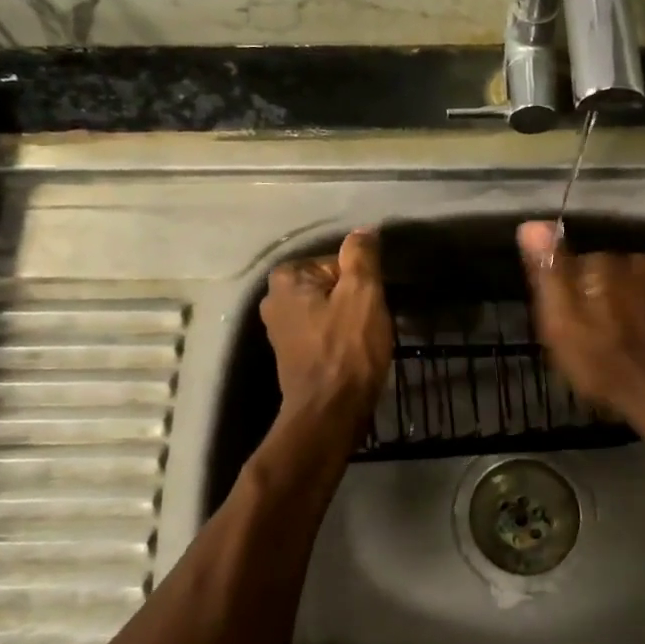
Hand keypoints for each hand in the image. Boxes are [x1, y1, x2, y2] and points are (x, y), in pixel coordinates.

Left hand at [261, 228, 393, 424]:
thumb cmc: (347, 349)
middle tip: (370, 322)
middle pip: (331, 284)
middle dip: (354, 299)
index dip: (361, 280)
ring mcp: (280, 329)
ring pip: (328, 308)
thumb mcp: (362, 293)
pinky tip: (354, 353)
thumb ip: (361, 256)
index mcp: (285, 277)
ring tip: (365, 339)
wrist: (329, 413)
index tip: (370, 304)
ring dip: (349, 319)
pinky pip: (323, 331)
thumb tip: (363, 230)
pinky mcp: (292, 353)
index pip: (336, 261)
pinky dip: (340, 337)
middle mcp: (274, 299)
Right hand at [517, 220, 644, 418]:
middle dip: (604, 293)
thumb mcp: (560, 324)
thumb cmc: (602, 364)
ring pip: (639, 281)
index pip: (578, 264)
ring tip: (628, 336)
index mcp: (600, 263)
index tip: (571, 322)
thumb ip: (549, 272)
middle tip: (600, 333)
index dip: (572, 293)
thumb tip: (531, 224)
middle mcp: (637, 258)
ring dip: (632, 299)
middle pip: (611, 271)